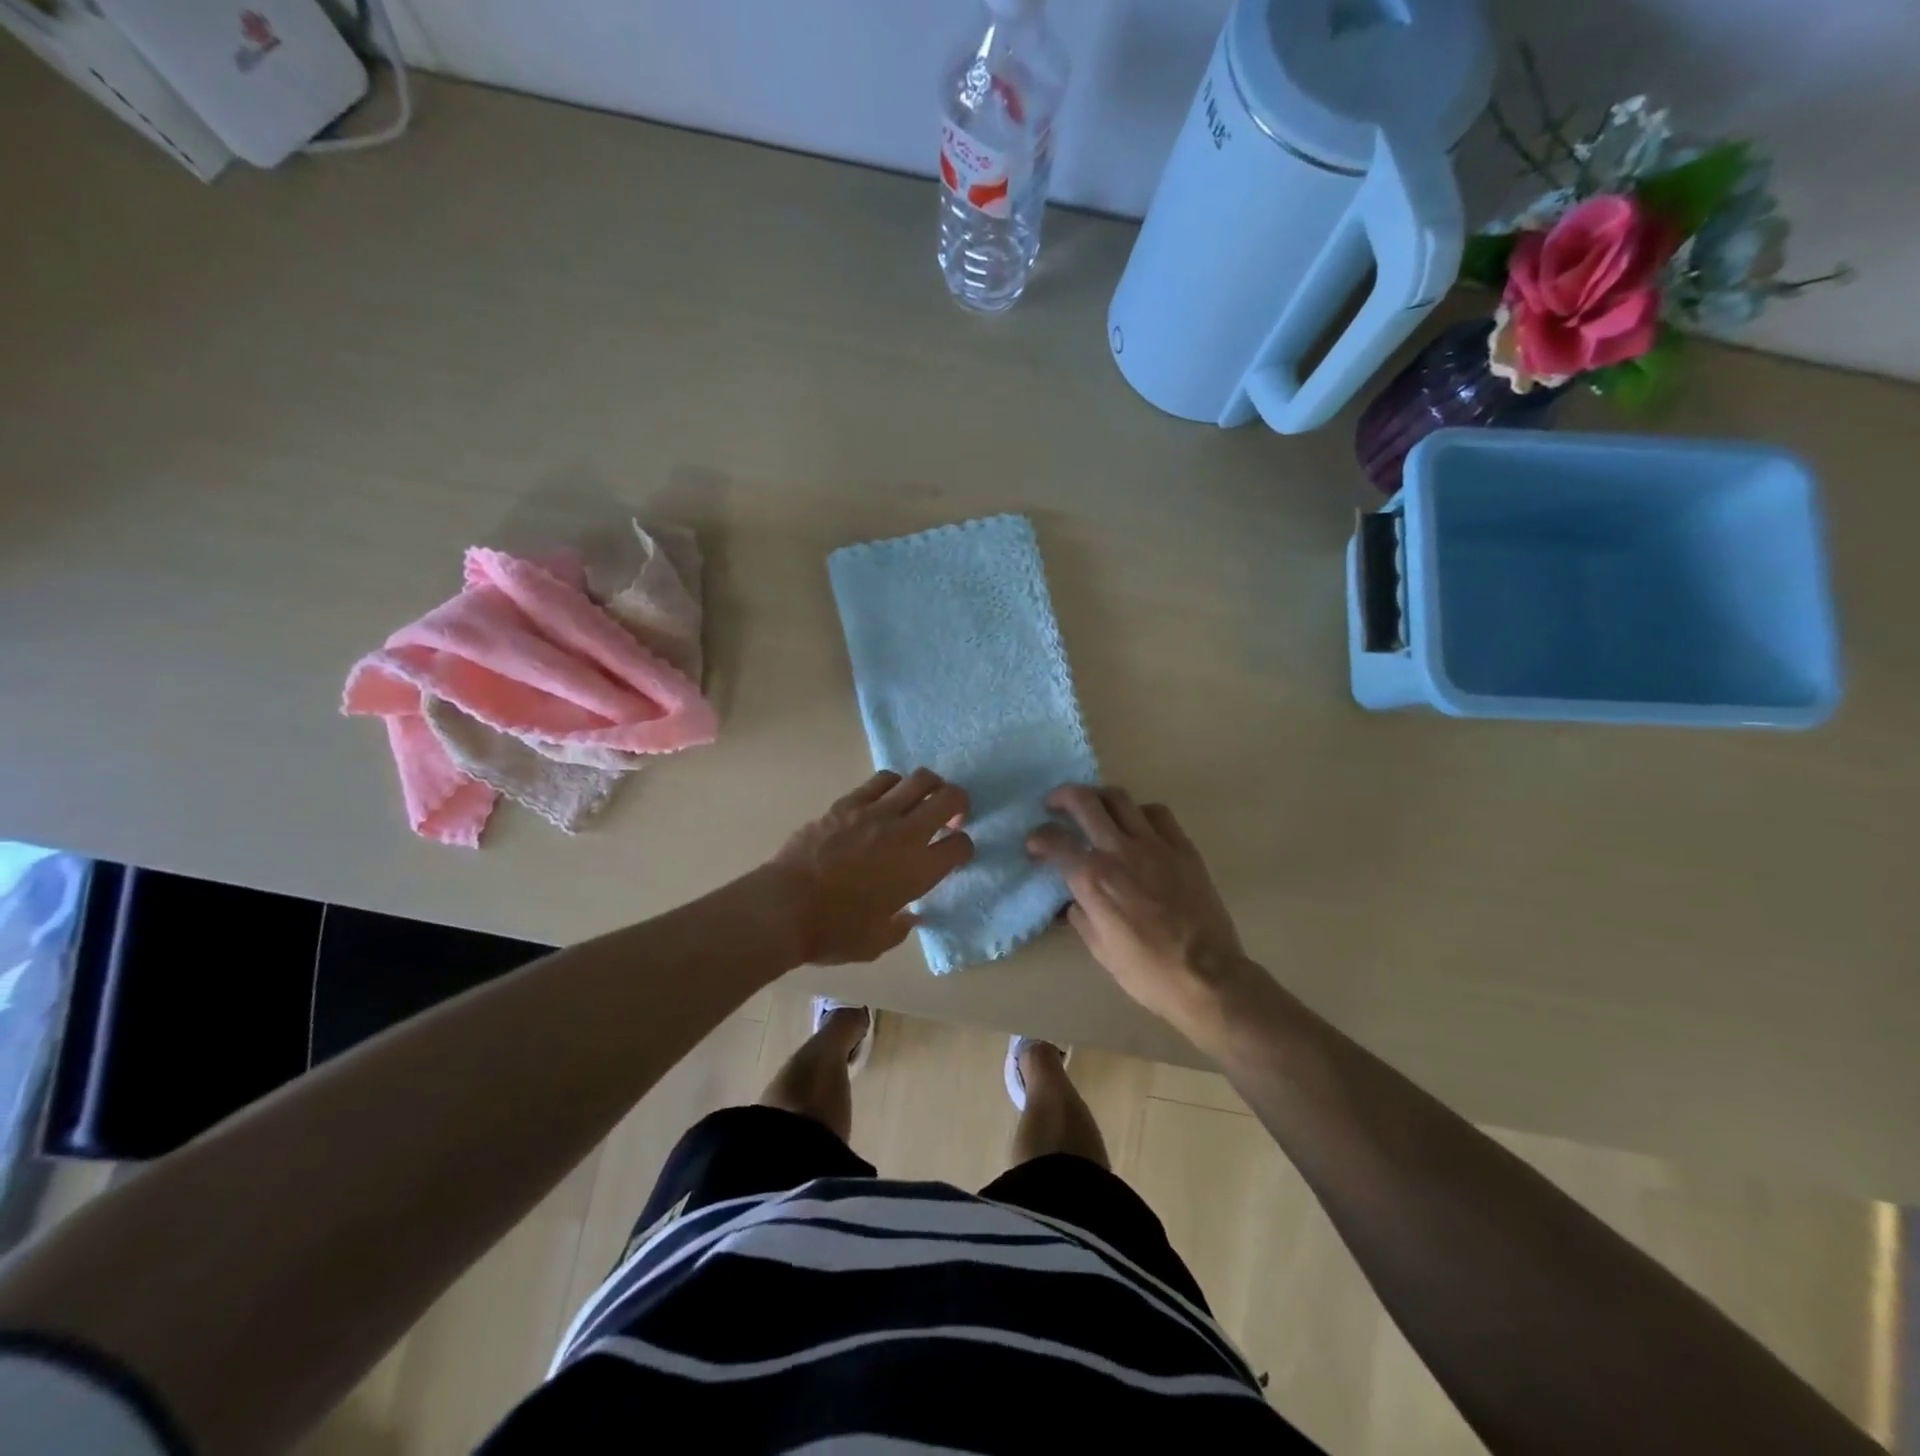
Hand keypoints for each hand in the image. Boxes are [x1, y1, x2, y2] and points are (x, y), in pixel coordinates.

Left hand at [770, 768, 973, 963]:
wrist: (784, 906)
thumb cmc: (833, 931)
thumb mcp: (875, 943)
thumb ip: (899, 927)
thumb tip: (910, 917)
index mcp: (919, 870)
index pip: (961, 845)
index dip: (963, 848)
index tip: (953, 854)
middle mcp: (906, 833)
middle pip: (950, 798)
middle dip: (958, 804)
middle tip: (950, 816)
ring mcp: (876, 812)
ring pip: (919, 779)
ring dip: (928, 788)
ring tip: (919, 801)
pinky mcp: (848, 802)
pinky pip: (882, 780)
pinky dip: (893, 785)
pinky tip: (887, 798)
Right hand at [1027, 785, 1249, 1033]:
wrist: (1208, 976)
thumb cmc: (1148, 971)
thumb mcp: (1099, 948)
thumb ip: (1081, 914)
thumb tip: (1074, 899)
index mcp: (1093, 879)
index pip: (1055, 840)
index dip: (1038, 837)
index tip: (1035, 844)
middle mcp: (1119, 851)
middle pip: (1084, 802)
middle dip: (1062, 797)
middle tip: (1055, 803)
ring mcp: (1154, 844)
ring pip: (1119, 798)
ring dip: (1099, 797)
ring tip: (1094, 808)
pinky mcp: (1182, 847)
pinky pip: (1156, 813)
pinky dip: (1139, 812)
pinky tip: (1137, 826)